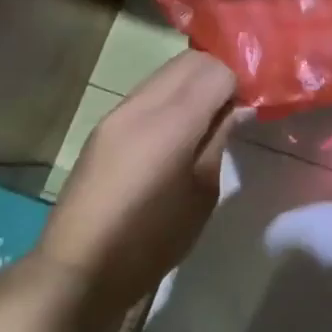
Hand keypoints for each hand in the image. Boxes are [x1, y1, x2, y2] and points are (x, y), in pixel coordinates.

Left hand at [35, 50, 243, 331]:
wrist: (78, 269)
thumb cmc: (151, 240)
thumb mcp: (202, 194)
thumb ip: (218, 140)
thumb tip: (236, 107)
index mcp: (170, 123)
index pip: (216, 70)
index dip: (240, 82)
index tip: (253, 104)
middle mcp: (141, 105)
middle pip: (190, 62)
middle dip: (219, 74)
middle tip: (237, 106)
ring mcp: (117, 113)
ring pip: (166, 73)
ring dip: (194, 83)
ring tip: (210, 117)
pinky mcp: (104, 126)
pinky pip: (148, 93)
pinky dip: (172, 97)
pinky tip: (180, 130)